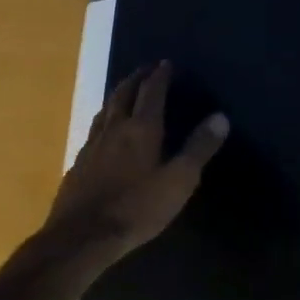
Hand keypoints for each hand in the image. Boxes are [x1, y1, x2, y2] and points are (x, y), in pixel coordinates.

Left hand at [48, 61, 228, 260]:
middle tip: (147, 69)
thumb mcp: (178, 181)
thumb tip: (220, 116)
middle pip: (123, 93)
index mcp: (141, 128)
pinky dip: (105, 118)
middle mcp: (114, 128)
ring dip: (118, 95)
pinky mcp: (79, 163)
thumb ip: (199, 148)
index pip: (151, 92)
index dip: (160, 75)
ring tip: (126, 91)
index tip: (166, 63)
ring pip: (105, 109)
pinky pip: (94, 129)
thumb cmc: (137, 208)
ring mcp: (92, 145)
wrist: (82, 236)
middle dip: (136, 78)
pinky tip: (104, 131)